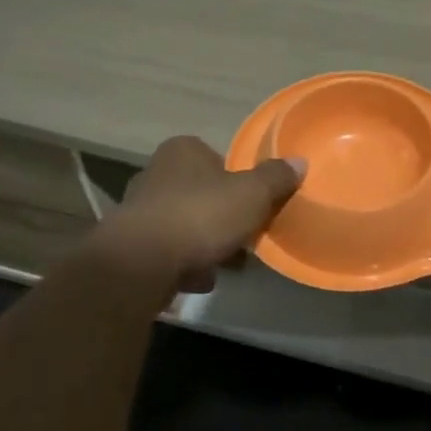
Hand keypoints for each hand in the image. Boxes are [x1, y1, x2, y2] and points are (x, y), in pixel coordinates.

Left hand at [106, 136, 304, 291]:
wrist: (140, 264)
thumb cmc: (200, 216)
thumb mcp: (252, 194)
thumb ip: (276, 178)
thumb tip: (300, 162)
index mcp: (182, 151)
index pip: (216, 157)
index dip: (237, 179)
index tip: (252, 203)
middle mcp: (155, 174)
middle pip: (200, 192)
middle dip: (221, 214)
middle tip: (245, 234)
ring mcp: (139, 211)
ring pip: (184, 223)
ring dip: (204, 242)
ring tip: (228, 262)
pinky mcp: (130, 247)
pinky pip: (168, 252)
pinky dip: (185, 264)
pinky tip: (202, 279)